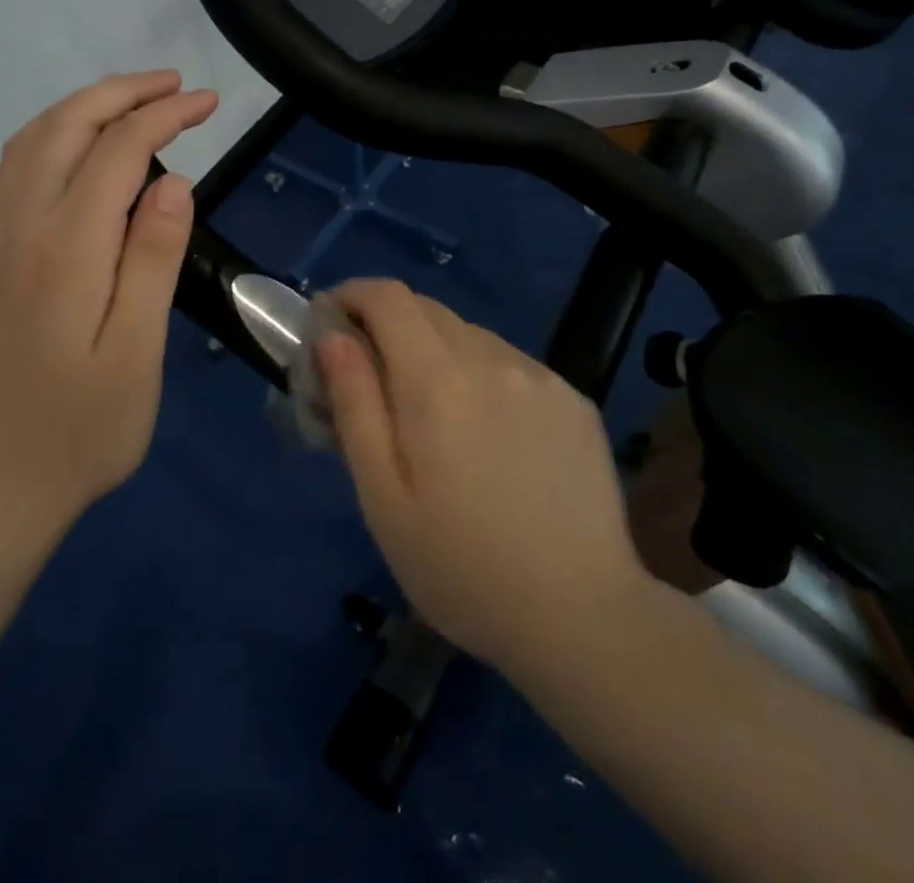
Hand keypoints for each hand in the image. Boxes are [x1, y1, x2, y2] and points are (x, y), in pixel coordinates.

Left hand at [0, 70, 218, 528]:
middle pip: (63, 129)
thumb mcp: (137, 353)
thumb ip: (153, 261)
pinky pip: (19, 172)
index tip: (208, 102)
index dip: (164, 116)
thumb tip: (174, 182)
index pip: (117, 152)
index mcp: (66, 251)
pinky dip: (56, 136)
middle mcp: (23, 232)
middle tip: (174, 84)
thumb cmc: (84, 429)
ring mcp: (1, 246)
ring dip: (83, 108)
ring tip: (134, 101)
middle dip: (120, 93)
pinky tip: (85, 151)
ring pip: (31, 144)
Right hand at [317, 280, 648, 677]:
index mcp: (438, 380)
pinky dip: (480, 374)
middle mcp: (491, 358)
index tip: (329, 323)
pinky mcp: (572, 397)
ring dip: (434, 352)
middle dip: (386, 325)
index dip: (352, 295)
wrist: (583, 617)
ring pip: (468, 335)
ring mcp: (539, 375)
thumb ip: (355, 405)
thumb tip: (332, 338)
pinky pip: (509, 363)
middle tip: (370, 379)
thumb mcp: (383, 498)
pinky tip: (488, 434)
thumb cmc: (462, 568)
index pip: (388, 297)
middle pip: (426, 309)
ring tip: (431, 415)